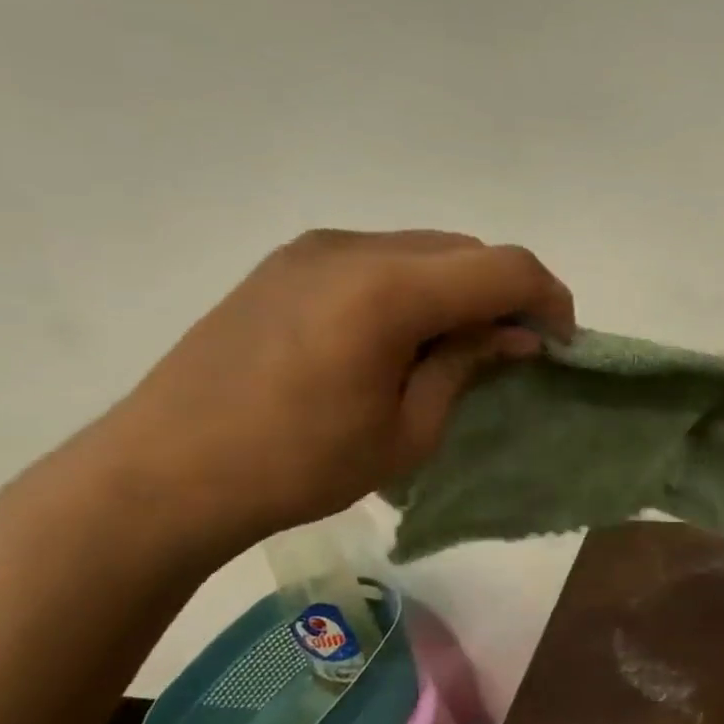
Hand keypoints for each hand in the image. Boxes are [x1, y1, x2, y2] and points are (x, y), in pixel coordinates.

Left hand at [81, 229, 572, 560]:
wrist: (161, 474)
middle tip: (515, 349)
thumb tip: (516, 334)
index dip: (549, 299)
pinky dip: (416, 286)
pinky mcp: (287, 263)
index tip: (561, 343)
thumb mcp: (407, 431)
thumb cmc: (297, 466)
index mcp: (387, 290)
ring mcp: (313, 249)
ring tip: (459, 346)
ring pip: (424, 249)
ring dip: (460, 288)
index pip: (504, 267)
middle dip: (506, 293)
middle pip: (466, 249)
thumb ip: (468, 366)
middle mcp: (353, 248)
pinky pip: (380, 258)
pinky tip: (403, 336)